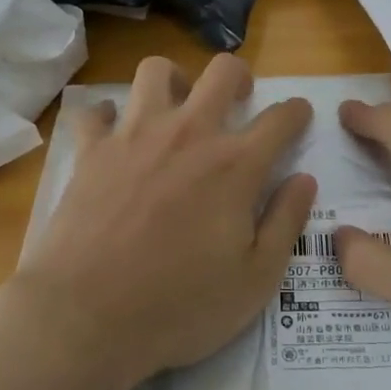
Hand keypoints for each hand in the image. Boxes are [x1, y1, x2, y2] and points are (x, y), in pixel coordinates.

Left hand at [13, 53, 315, 385]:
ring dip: (173, 80)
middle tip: (238, 99)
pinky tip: (114, 133)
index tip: (299, 115)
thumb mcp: (255, 280)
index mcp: (234, 164)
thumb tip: (304, 179)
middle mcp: (189, 133)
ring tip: (176, 105)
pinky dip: (107, 116)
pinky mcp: (92, 150)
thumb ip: (286, 222)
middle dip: (239, 76)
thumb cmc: (179, 307)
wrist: (86, 318)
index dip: (297, 112)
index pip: (280, 118)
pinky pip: (96, 111)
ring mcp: (135, 135)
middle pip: (222, 71)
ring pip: (156, 71)